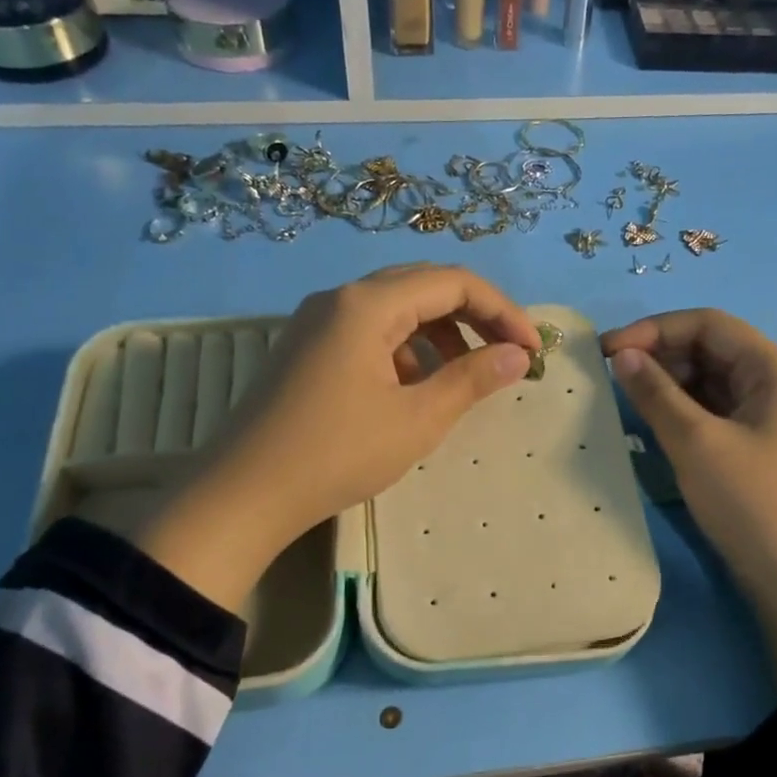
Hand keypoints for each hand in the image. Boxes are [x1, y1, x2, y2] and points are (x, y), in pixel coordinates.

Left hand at [131, 265, 539, 611]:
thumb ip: (472, 379)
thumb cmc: (337, 454)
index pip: (453, 282)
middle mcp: (341, 298)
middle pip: (424, 285)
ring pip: (396, 308)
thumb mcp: (417, 419)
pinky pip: (370, 330)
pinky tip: (416, 387)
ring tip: (467, 375)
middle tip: (509, 353)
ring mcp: (318, 321)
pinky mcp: (307, 348)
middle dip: (475, 315)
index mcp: (368, 304)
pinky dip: (406, 349)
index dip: (503, 311)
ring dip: (441, 333)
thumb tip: (518, 355)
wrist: (243, 494)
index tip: (533, 350)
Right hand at [600, 309, 776, 694]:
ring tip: (624, 400)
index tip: (607, 351)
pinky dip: (681, 411)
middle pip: (710, 349)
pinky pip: (713, 413)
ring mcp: (768, 418)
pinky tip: (652, 424)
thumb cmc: (753, 505)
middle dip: (659, 355)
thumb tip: (622, 355)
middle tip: (610, 376)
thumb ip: (656, 393)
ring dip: (667, 384)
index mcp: (774, 370)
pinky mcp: (757, 448)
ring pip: (709, 382)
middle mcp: (776, 384)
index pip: (709, 324)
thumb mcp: (697, 444)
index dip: (655, 329)